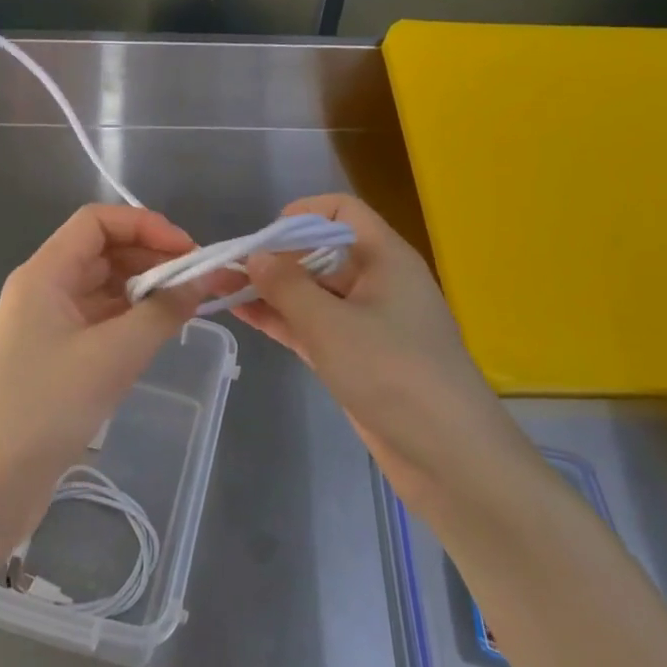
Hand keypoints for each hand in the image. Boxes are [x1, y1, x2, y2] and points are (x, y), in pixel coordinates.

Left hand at [0, 205, 204, 515]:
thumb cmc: (48, 406)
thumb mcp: (114, 355)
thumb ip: (163, 312)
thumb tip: (202, 281)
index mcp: (44, 274)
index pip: (96, 222)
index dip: (145, 225)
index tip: (188, 251)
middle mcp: (42, 289)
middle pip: (101, 252)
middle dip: (151, 258)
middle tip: (198, 283)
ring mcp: (46, 324)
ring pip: (102, 287)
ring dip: (143, 290)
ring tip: (186, 308)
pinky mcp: (54, 356)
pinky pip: (98, 320)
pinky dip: (129, 320)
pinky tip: (158, 334)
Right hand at [232, 194, 527, 501]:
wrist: (448, 455)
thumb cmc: (393, 372)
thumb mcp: (332, 324)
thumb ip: (288, 286)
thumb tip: (256, 255)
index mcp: (385, 258)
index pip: (343, 211)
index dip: (303, 213)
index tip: (264, 236)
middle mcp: (376, 282)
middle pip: (321, 251)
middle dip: (274, 256)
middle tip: (225, 267)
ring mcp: (366, 322)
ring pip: (312, 293)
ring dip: (270, 289)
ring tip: (218, 288)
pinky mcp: (355, 357)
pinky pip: (312, 326)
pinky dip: (281, 319)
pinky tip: (243, 314)